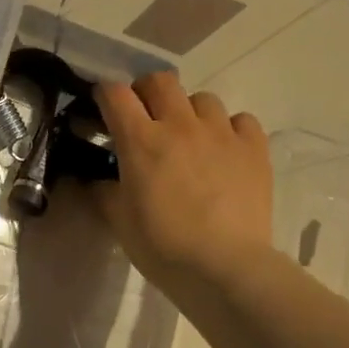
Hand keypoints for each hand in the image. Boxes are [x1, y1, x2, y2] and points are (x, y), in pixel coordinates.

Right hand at [91, 73, 274, 299]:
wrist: (224, 267)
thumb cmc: (161, 245)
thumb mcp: (118, 219)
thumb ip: (103, 190)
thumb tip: (94, 178)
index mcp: (140, 140)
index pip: (115, 93)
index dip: (104, 95)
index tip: (102, 110)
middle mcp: (180, 125)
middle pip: (160, 81)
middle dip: (146, 92)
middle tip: (144, 117)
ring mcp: (221, 133)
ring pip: (202, 98)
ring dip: (188, 112)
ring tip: (188, 138)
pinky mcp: (254, 148)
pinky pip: (240, 120)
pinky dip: (229, 129)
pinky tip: (223, 151)